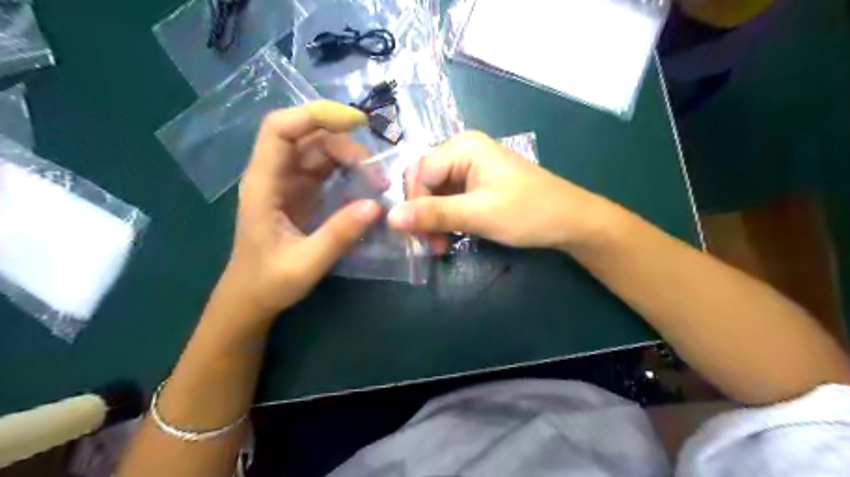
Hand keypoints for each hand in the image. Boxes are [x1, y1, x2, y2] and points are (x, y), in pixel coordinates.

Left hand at [212, 100, 381, 324]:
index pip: (280, 130)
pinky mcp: (301, 194)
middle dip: (344, 144)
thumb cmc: (268, 282)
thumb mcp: (306, 264)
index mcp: (263, 184)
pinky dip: (347, 170)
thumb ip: (339, 235)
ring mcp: (288, 183)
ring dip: (349, 157)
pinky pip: (325, 169)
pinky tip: (366, 185)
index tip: (356, 122)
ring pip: (318, 150)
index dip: (314, 115)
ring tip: (376, 181)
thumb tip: (376, 205)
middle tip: (376, 174)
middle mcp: (274, 175)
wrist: (251, 298)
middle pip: (307, 137)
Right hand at [388, 131, 613, 249]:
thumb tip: (389, 218)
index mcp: (463, 147)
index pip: (420, 173)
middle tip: (432, 245)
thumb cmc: (527, 212)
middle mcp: (463, 151)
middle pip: (425, 181)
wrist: (570, 220)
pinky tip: (452, 236)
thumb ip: (433, 214)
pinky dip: (447, 218)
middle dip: (424, 214)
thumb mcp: (477, 214)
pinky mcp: (478, 184)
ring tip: (442, 245)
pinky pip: (450, 198)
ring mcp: (472, 167)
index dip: (415, 204)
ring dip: (435, 220)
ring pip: (436, 193)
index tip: (420, 237)